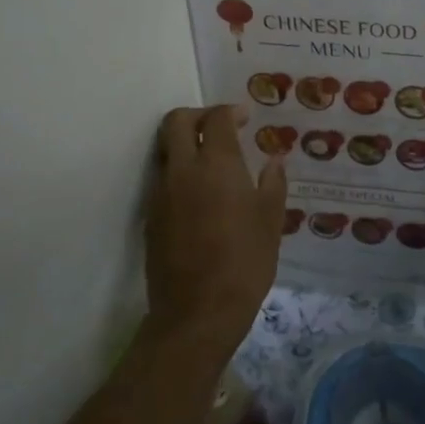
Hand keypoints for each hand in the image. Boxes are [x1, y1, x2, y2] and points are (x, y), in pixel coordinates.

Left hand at [146, 104, 286, 357]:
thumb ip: (272, 184)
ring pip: (165, 149)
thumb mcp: (271, 221)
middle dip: (198, 116)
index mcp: (217, 165)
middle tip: (220, 127)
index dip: (230, 112)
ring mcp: (161, 193)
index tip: (245, 119)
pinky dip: (179, 172)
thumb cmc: (245, 262)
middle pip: (176, 122)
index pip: (216, 119)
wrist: (198, 311)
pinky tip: (201, 195)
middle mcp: (183, 170)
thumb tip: (273, 160)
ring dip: (185, 144)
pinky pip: (162, 179)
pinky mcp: (151, 217)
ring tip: (212, 162)